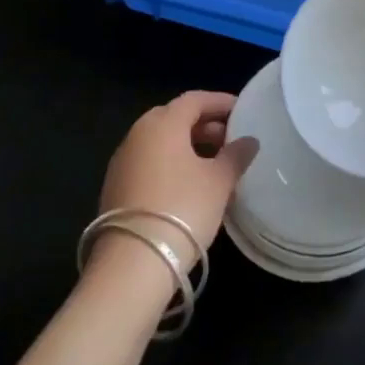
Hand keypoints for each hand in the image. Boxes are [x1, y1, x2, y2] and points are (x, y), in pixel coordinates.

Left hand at [98, 92, 257, 261]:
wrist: (132, 265)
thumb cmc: (183, 209)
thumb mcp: (219, 181)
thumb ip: (236, 155)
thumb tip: (248, 141)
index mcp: (162, 124)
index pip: (195, 99)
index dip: (221, 102)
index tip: (243, 111)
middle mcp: (137, 135)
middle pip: (174, 118)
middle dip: (204, 124)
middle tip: (230, 138)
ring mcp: (122, 162)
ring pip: (161, 141)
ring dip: (188, 145)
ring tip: (215, 163)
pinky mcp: (116, 188)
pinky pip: (150, 162)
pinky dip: (172, 163)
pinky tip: (191, 184)